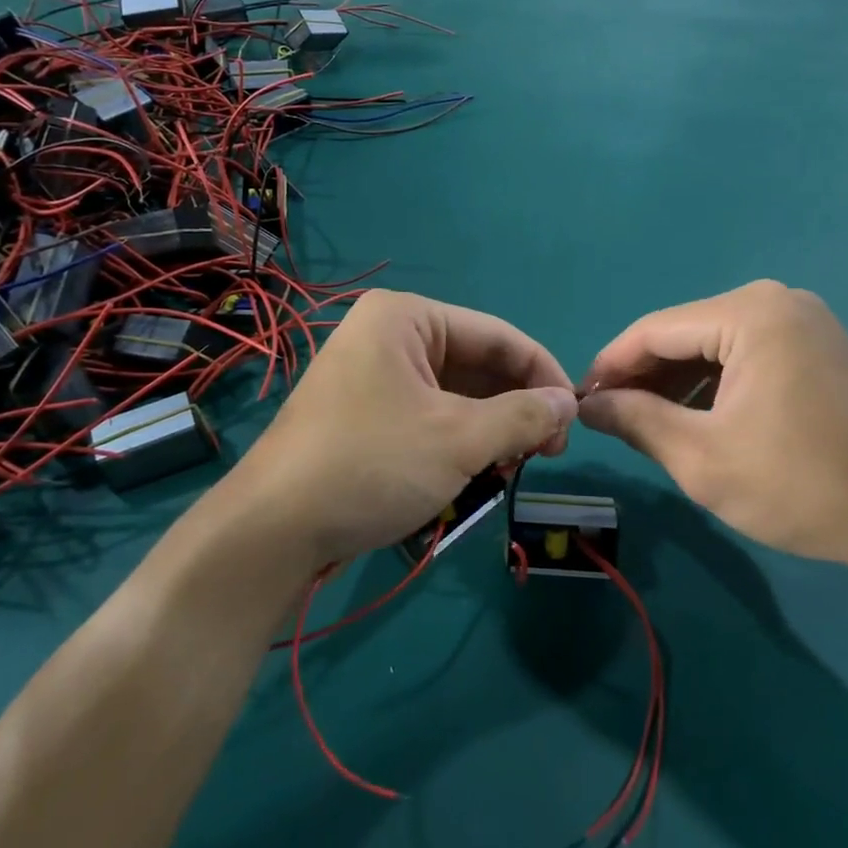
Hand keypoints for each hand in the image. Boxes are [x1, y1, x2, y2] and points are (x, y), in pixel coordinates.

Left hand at [219, 290, 577, 571]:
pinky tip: (482, 471)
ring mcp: (374, 375)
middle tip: (548, 452)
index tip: (575, 419)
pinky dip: (461, 440)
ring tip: (515, 466)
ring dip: (492, 428)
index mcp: (407, 317)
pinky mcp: (367, 414)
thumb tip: (568, 403)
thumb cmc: (371, 465)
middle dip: (517, 406)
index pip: (499, 335)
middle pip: (478, 363)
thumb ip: (522, 416)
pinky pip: (430, 415)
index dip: (544, 374)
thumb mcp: (459, 439)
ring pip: (456, 394)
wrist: (272, 530)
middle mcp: (389, 335)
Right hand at [578, 281, 847, 577]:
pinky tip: (696, 419)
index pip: (654, 330)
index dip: (610, 365)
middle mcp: (778, 301)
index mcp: (750, 313)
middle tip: (609, 418)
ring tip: (645, 424)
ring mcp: (804, 322)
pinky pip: (747, 356)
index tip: (579, 401)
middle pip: (685, 334)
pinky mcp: (819, 348)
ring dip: (676, 383)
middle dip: (643, 376)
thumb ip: (637, 421)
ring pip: (714, 345)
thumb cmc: (801, 485)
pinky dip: (714, 385)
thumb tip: (588, 404)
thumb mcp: (702, 457)